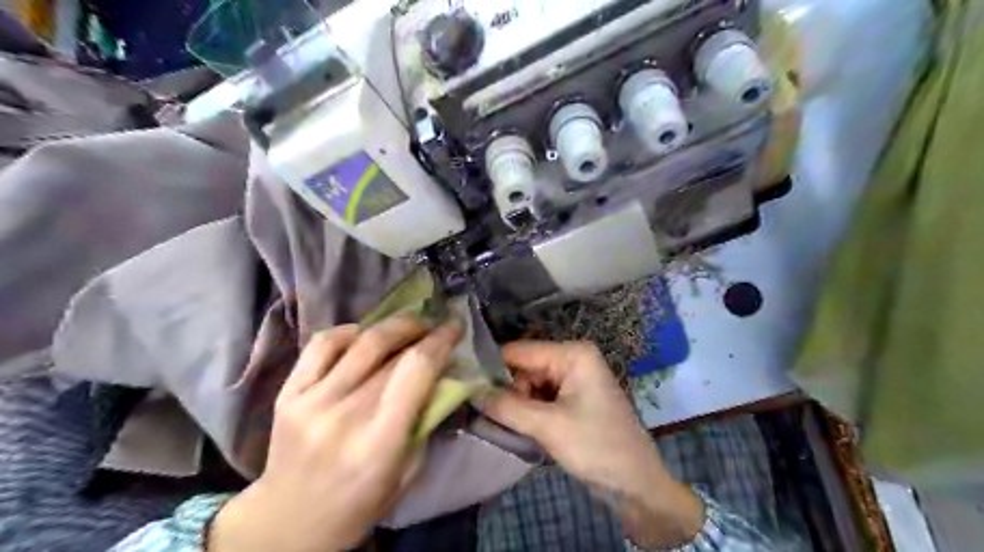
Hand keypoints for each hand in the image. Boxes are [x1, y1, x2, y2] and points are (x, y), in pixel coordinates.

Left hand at [209, 312, 462, 551]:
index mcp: (378, 442)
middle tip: (437, 324)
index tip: (455, 325)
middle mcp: (343, 415)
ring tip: (409, 325)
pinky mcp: (289, 392)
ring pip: (361, 340)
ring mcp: (311, 400)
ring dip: (393, 325)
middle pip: (391, 352)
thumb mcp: (407, 472)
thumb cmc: (358, 504)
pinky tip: (364, 336)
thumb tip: (440, 375)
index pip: (415, 370)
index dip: (440, 341)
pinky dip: (350, 331)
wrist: (287, 521)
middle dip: (422, 330)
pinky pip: (323, 343)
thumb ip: (424, 420)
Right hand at [483, 340, 698, 546]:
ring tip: (500, 423)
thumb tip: (470, 390)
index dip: (491, 367)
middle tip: (483, 413)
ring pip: (529, 384)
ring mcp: (572, 379)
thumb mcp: (548, 427)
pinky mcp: (571, 398)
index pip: (519, 351)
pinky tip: (516, 425)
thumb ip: (507, 407)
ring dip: (514, 403)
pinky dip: (526, 410)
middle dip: (505, 389)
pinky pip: (539, 397)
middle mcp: (572, 359)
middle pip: (523, 367)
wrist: (636, 485)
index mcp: (572, 354)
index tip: (463, 385)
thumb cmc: (597, 448)